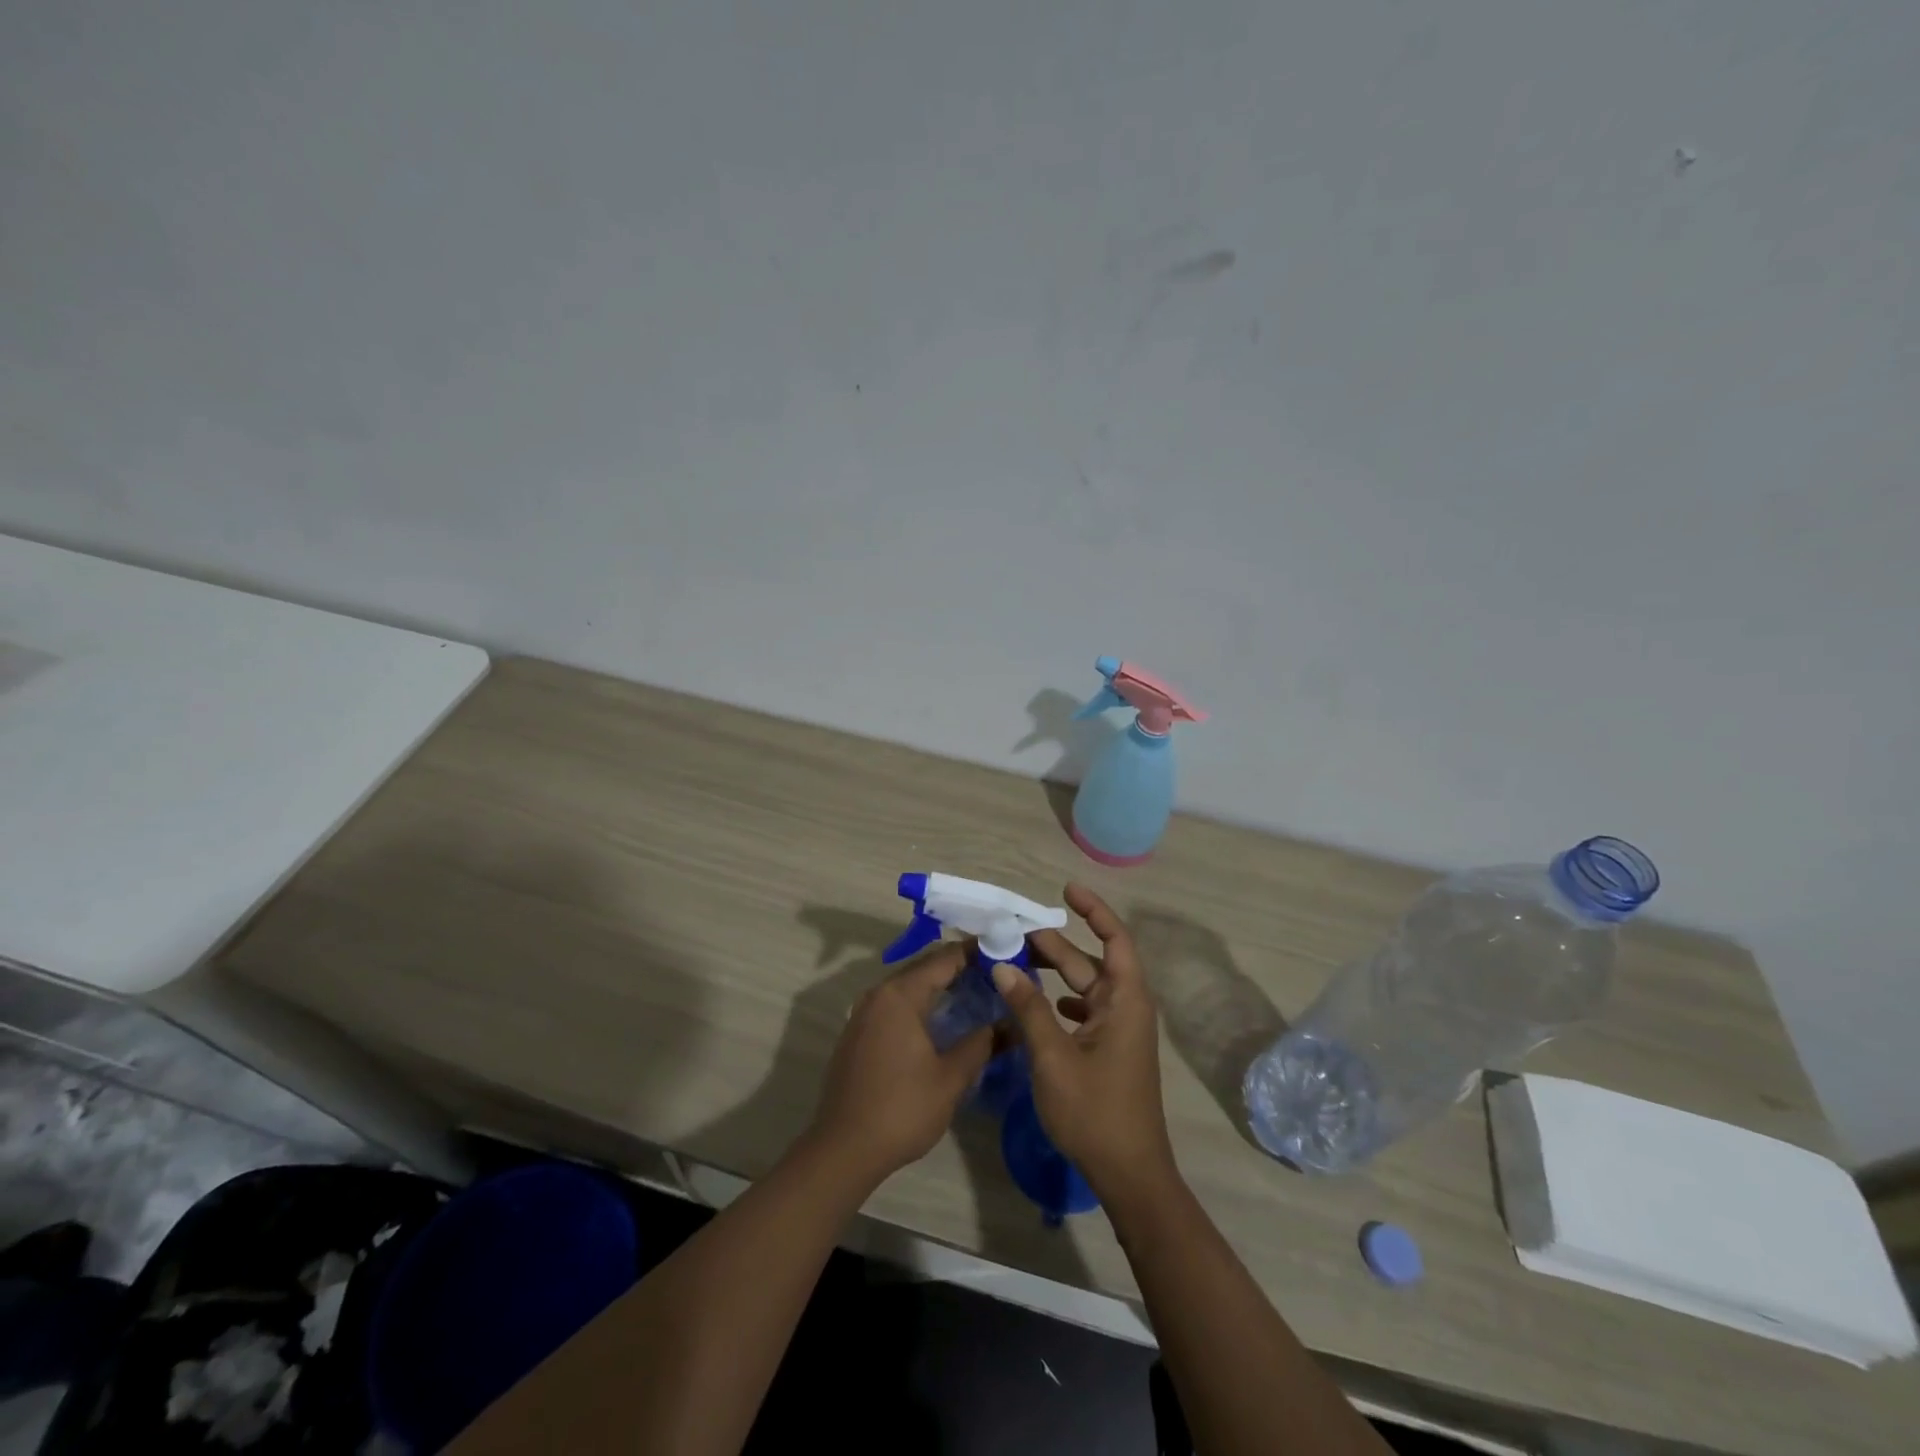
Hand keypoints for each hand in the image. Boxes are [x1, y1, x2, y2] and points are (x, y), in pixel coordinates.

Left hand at [809, 944, 993, 1185]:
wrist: (843, 1150)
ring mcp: (863, 1013)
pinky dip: (920, 1004)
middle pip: (924, 968)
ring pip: (908, 987)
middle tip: (996, 976)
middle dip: (960, 969)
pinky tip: (941, 1022)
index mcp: (900, 995)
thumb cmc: (902, 1109)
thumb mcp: (951, 1078)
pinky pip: (895, 1005)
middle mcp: (878, 994)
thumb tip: (1010, 1024)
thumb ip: (982, 1044)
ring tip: (975, 995)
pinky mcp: (857, 1034)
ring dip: (939, 987)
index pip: (944, 958)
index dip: (976, 953)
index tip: (1006, 954)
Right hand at [992, 884, 1177, 1203]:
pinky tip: (1037, 1003)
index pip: (1115, 939)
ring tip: (1016, 962)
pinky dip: (1059, 1001)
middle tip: (1014, 934)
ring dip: (1054, 973)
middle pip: (1090, 962)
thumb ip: (1029, 1008)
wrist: (1129, 1174)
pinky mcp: (1109, 1051)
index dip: (1094, 909)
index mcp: (1124, 1001)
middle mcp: (1126, 1008)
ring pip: (1084, 987)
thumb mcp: (1054, 1057)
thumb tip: (1002, 965)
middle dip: (1055, 945)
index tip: (1066, 889)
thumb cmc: (1095, 1111)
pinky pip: (1083, 1011)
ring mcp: (1118, 1031)